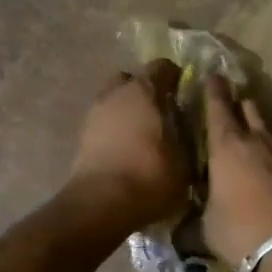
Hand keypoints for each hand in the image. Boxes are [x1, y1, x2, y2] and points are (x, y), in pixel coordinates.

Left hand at [66, 60, 189, 230]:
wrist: (101, 204)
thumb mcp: (185, 163)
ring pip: (113, 101)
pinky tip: (127, 150)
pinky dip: (114, 130)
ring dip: (127, 111)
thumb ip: (188, 142)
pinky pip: (103, 124)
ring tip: (143, 134)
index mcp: (144, 91)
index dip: (175, 76)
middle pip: (130, 79)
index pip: (161, 67)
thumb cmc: (150, 177)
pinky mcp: (81, 138)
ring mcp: (94, 115)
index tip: (185, 91)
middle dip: (144, 90)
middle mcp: (116, 95)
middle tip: (161, 110)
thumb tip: (190, 137)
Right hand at [202, 75, 271, 271]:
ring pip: (264, 130)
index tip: (211, 75)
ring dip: (253, 127)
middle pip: (248, 108)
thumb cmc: (241, 231)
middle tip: (226, 99)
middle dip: (236, 101)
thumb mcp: (206, 228)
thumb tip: (183, 223)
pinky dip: (265, 152)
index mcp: (226, 146)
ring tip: (241, 133)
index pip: (217, 107)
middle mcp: (255, 142)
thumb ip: (194, 218)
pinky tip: (258, 165)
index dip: (212, 90)